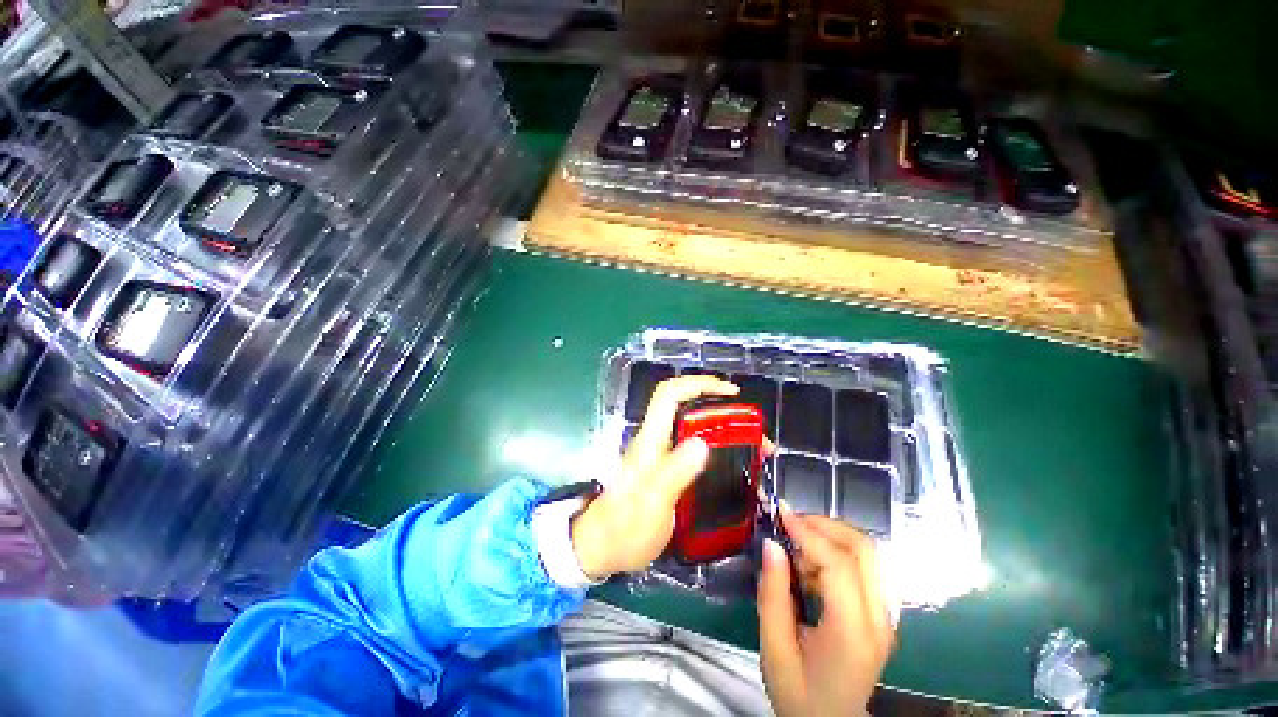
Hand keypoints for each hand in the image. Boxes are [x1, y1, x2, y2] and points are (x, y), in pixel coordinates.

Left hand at [570, 375, 738, 579]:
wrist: (602, 548)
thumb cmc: (625, 526)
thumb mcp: (653, 501)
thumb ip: (675, 471)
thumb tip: (702, 443)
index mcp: (651, 438)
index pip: (671, 393)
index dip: (700, 384)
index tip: (732, 393)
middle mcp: (657, 440)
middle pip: (689, 408)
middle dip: (722, 411)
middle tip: (754, 430)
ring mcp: (662, 455)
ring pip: (696, 429)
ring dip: (725, 432)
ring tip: (753, 450)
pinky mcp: (668, 470)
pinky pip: (697, 450)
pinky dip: (719, 452)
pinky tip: (735, 468)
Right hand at [758, 509, 894, 716]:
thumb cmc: (799, 694)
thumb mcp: (774, 648)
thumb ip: (773, 593)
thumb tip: (771, 543)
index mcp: (853, 633)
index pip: (839, 565)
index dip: (809, 532)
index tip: (780, 512)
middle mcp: (880, 620)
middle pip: (866, 550)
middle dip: (826, 525)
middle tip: (790, 522)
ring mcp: (886, 617)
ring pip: (869, 554)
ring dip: (831, 537)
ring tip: (796, 548)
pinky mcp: (881, 615)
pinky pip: (864, 568)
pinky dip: (836, 553)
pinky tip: (811, 568)